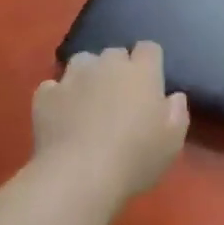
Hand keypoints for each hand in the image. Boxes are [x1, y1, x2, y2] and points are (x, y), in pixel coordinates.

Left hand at [33, 42, 189, 201]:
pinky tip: (61, 115)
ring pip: (82, 61)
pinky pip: (53, 86)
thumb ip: (177, 111)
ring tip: (88, 99)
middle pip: (114, 52)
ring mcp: (73, 77)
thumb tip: (173, 96)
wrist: (80, 176)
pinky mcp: (46, 95)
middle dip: (118, 68)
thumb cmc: (136, 157)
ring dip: (87, 75)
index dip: (149, 61)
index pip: (149, 48)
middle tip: (120, 96)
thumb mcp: (173, 141)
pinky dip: (58, 96)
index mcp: (142, 72)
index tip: (150, 82)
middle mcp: (108, 65)